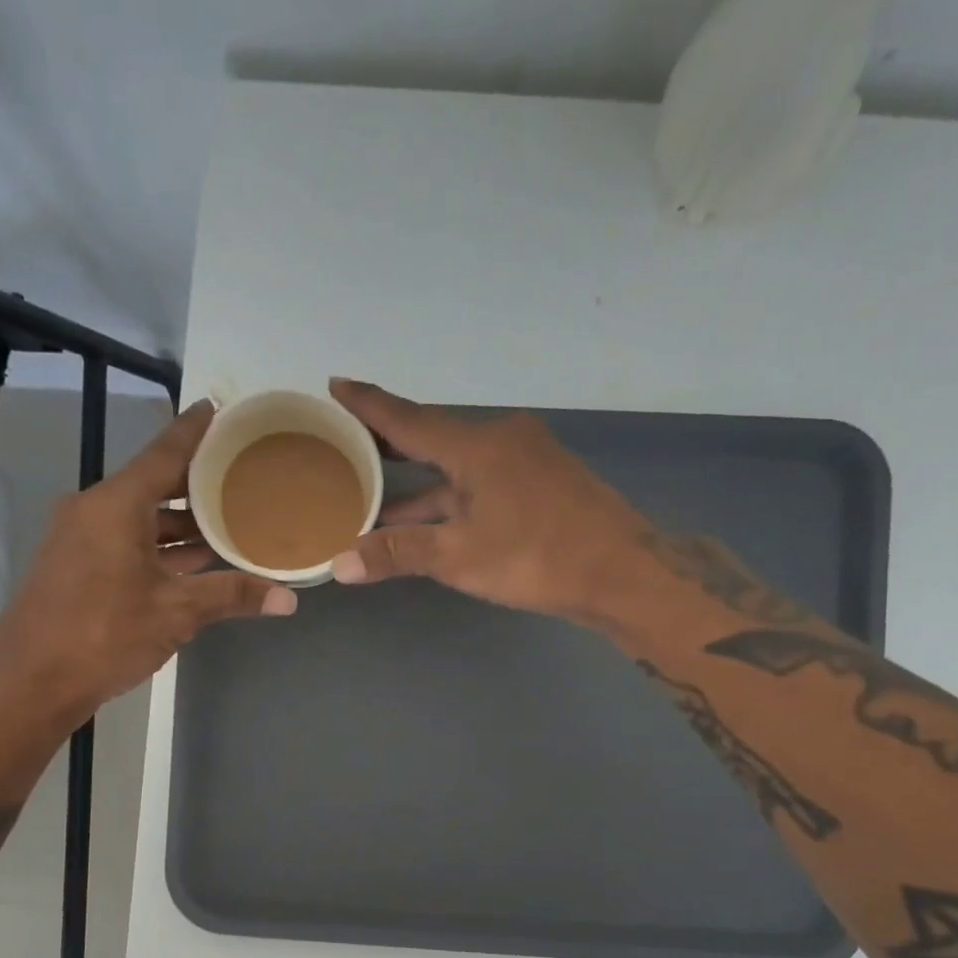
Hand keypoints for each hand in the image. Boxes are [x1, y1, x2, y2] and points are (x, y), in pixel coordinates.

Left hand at [0, 400, 296, 731]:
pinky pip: (127, 540)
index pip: (164, 453)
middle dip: (197, 482)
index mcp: (115, 505)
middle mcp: (94, 510)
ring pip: (141, 517)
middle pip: (154, 484)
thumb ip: (231, 596)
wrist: (30, 682)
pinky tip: (195, 559)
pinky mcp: (78, 565)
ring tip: (231, 518)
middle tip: (243, 473)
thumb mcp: (175, 613)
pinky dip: (161, 545)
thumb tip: (289, 600)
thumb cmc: (103, 635)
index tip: (218, 407)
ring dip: (182, 521)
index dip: (194, 430)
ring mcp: (81, 538)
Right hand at [327, 380, 652, 623]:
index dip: (368, 404)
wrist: (622, 572)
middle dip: (387, 443)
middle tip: (346, 442)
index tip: (335, 385)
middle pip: (431, 437)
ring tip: (372, 493)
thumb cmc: (537, 558)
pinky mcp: (540, 483)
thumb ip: (398, 554)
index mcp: (477, 445)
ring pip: (456, 466)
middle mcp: (500, 439)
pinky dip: (448, 496)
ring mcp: (525, 460)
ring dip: (416, 483)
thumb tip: (338, 564)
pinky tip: (427, 517)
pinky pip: (479, 481)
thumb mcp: (459, 557)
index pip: (408, 418)